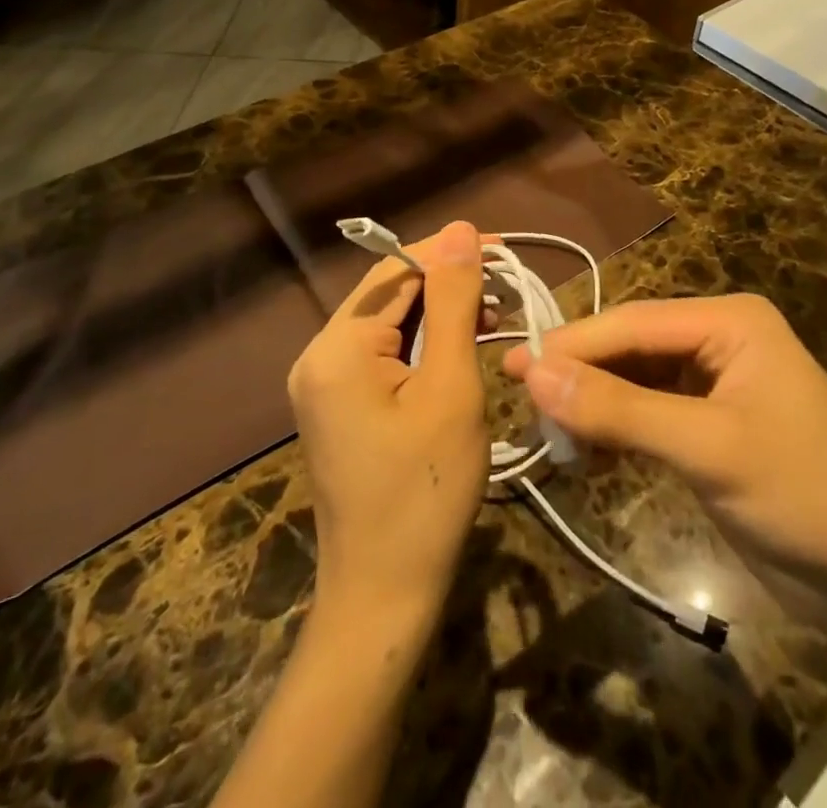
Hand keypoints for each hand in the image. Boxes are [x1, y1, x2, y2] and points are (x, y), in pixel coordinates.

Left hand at [288, 221, 488, 629]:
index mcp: (337, 347)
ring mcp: (322, 382)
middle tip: (508, 290)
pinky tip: (461, 348)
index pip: (397, 270)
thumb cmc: (426, 494)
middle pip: (390, 293)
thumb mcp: (451, 388)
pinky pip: (382, 353)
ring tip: (494, 317)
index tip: (503, 250)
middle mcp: (318, 354)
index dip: (450, 253)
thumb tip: (460, 230)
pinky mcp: (336, 404)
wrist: (384, 596)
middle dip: (448, 284)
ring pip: (389, 321)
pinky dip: (423, 344)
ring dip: (440, 313)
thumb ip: (454, 303)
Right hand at [503, 294, 826, 619]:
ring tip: (547, 431)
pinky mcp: (709, 428)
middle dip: (581, 375)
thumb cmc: (805, 494)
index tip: (515, 366)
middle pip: (630, 348)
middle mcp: (719, 340)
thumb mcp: (709, 447)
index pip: (632, 322)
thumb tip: (535, 373)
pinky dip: (616, 431)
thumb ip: (620, 409)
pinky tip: (586, 453)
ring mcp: (714, 385)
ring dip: (594, 404)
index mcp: (729, 321)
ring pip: (634, 381)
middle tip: (521, 398)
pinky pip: (647, 414)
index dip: (573, 344)